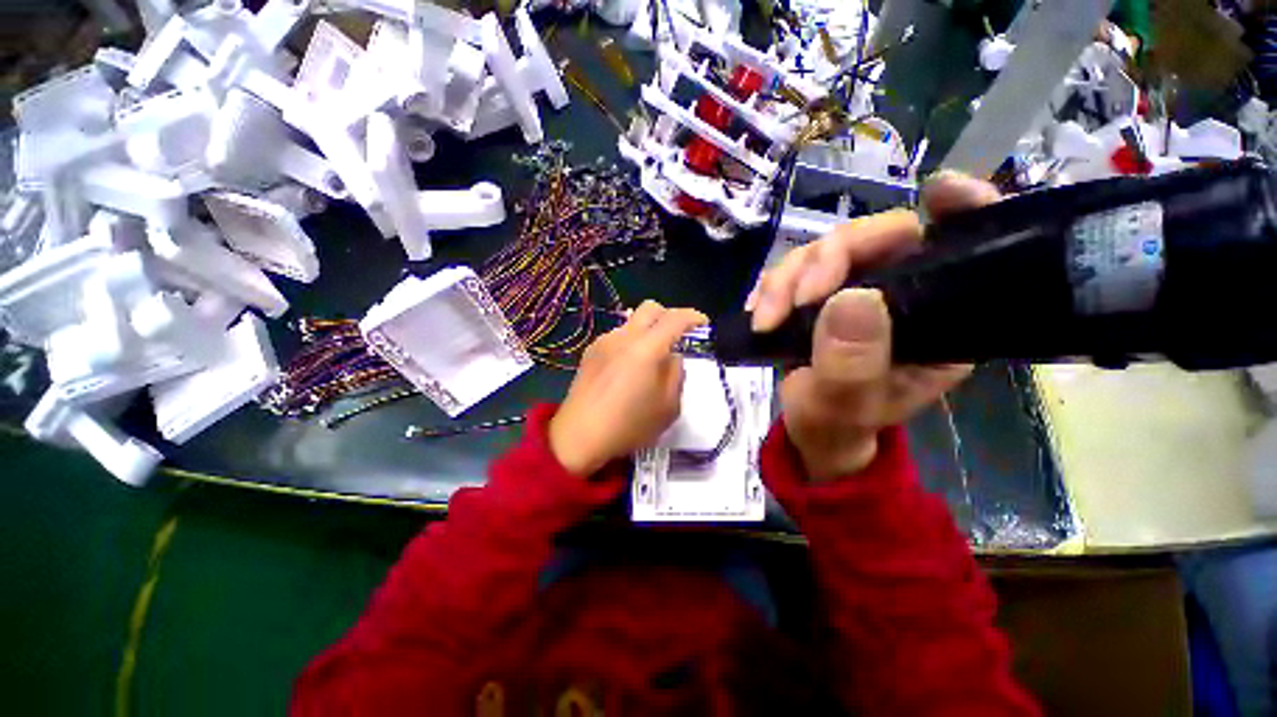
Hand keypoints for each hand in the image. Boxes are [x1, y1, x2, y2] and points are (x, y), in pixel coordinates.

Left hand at [549, 301, 707, 475]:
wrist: (579, 436)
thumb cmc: (628, 425)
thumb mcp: (668, 407)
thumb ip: (676, 374)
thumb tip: (672, 357)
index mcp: (646, 348)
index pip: (675, 319)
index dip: (693, 317)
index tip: (703, 325)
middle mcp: (624, 336)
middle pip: (650, 308)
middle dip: (669, 316)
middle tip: (677, 336)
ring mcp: (604, 342)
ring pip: (632, 322)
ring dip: (648, 331)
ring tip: (650, 359)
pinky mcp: (590, 351)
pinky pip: (618, 336)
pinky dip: (631, 342)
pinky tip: (628, 368)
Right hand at [748, 171, 1000, 481]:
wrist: (811, 429)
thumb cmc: (839, 424)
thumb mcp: (845, 406)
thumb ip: (850, 365)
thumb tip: (851, 298)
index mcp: (938, 319)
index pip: (965, 247)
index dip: (961, 209)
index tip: (939, 192)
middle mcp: (904, 293)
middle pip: (874, 237)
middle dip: (825, 261)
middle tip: (793, 302)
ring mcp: (858, 289)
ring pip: (823, 250)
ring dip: (785, 280)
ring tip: (765, 321)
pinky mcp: (821, 293)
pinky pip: (793, 269)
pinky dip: (770, 287)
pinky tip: (759, 313)